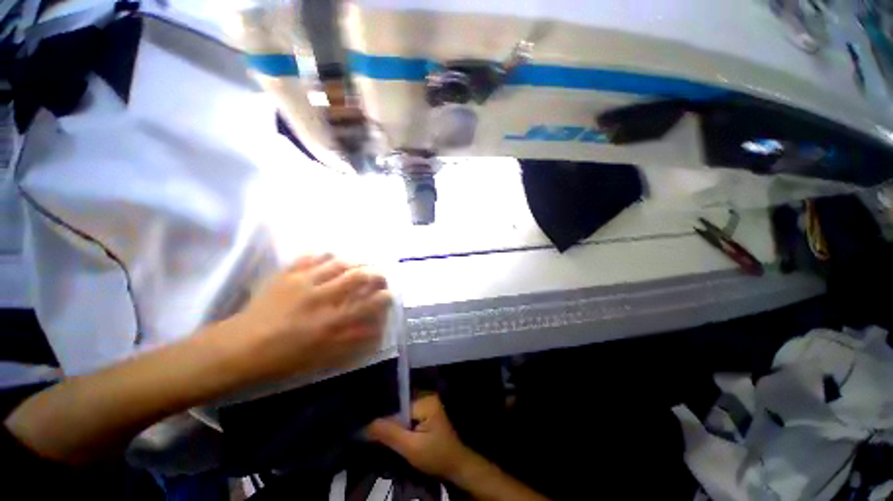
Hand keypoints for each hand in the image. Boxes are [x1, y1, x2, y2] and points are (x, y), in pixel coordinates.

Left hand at [228, 254, 391, 380]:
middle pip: (358, 277)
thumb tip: (375, 330)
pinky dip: (326, 254)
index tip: (390, 294)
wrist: (239, 348)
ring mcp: (303, 282)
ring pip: (338, 263)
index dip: (385, 297)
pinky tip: (332, 256)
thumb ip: (352, 342)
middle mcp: (321, 298)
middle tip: (380, 275)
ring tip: (361, 264)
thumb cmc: (283, 358)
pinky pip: (311, 256)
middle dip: (375, 274)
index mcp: (330, 322)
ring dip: (355, 262)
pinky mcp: (287, 274)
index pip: (369, 304)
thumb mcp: (321, 358)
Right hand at [365, 395, 477, 481]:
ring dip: (392, 423)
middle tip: (370, 430)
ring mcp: (426, 404)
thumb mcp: (411, 448)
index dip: (384, 417)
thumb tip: (366, 425)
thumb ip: (390, 434)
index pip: (398, 405)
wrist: (455, 466)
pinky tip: (390, 434)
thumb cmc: (436, 456)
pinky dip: (399, 425)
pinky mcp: (425, 412)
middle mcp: (426, 396)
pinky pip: (407, 415)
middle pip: (399, 406)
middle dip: (387, 419)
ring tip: (377, 432)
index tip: (368, 426)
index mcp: (425, 400)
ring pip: (402, 411)